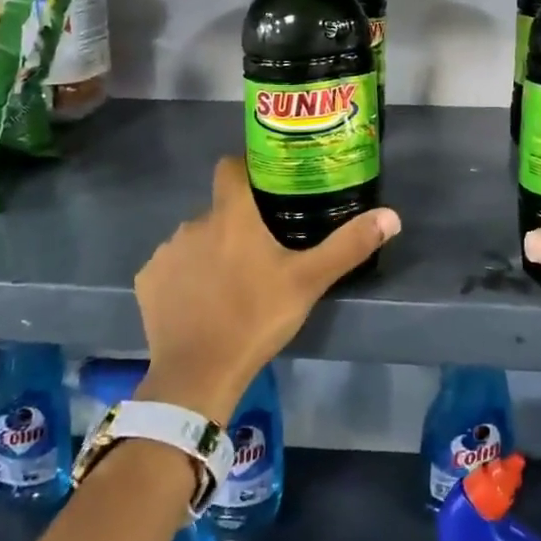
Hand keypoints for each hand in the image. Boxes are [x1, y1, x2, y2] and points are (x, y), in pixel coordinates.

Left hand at [134, 157, 400, 421]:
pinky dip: (185, 277)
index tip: (266, 184)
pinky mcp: (147, 281)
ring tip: (231, 283)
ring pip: (195, 239)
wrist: (197, 374)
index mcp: (232, 215)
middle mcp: (193, 223)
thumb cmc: (255, 317)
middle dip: (236, 224)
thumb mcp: (308, 282)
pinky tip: (200, 303)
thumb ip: (349, 245)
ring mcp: (166, 252)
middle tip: (261, 251)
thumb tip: (392, 216)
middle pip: (218, 210)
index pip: (231, 167)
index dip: (247, 168)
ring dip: (210, 251)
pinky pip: (171, 267)